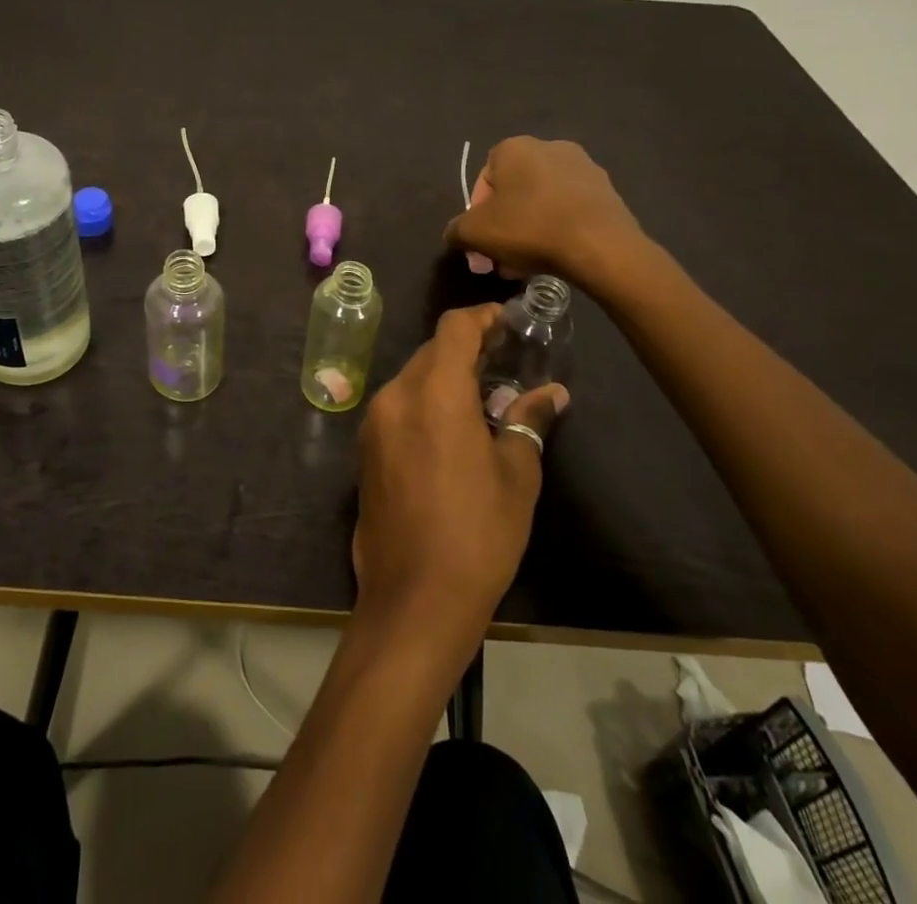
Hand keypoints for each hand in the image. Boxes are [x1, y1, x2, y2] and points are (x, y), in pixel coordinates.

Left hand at [351, 305, 567, 665]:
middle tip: (505, 363)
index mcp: (434, 392)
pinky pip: (398, 406)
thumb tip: (551, 393)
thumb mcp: (516, 476)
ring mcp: (374, 421)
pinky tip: (452, 430)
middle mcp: (395, 395)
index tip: (508, 323)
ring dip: (445, 378)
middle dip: (466, 350)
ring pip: (413, 378)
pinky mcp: (365, 447)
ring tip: (484, 398)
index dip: (482, 318)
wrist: (413, 597)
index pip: (453, 328)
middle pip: (431, 352)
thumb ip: (528, 422)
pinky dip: (425, 403)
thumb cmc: (477, 533)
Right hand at [444, 137, 648, 295]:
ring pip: (542, 202)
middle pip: (515, 191)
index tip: (481, 239)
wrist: (600, 246)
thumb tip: (456, 233)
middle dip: (504, 223)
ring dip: (530, 228)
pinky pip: (570, 210)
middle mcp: (550, 147)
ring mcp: (584, 168)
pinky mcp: (608, 191)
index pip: (484, 178)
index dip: (477, 211)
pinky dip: (558, 229)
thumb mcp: (473, 233)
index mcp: (514, 148)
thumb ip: (456, 230)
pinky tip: (555, 257)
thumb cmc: (528, 228)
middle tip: (501, 255)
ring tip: (527, 263)